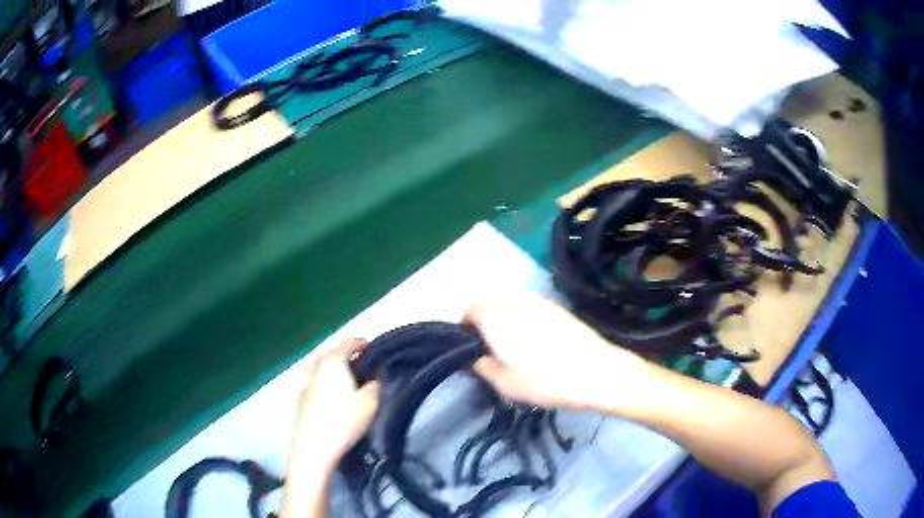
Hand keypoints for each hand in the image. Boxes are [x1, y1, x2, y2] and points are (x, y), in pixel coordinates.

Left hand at [293, 339, 380, 467]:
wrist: (315, 445)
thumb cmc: (344, 420)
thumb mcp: (370, 402)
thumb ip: (375, 386)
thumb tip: (373, 379)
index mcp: (333, 362)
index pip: (348, 343)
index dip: (361, 343)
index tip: (371, 347)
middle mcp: (317, 368)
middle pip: (331, 354)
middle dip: (345, 356)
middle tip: (360, 364)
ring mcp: (307, 384)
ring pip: (322, 369)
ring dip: (334, 371)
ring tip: (348, 381)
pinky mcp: (302, 400)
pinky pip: (317, 384)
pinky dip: (326, 384)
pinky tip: (334, 397)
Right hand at [467, 295, 647, 410]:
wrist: (598, 372)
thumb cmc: (548, 381)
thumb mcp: (507, 385)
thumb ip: (484, 367)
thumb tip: (477, 357)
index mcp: (498, 318)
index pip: (471, 309)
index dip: (465, 326)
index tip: (470, 345)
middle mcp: (516, 301)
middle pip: (490, 302)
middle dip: (484, 319)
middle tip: (490, 346)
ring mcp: (539, 301)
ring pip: (510, 302)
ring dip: (504, 316)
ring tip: (513, 342)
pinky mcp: (557, 306)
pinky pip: (529, 305)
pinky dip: (523, 315)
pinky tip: (535, 338)